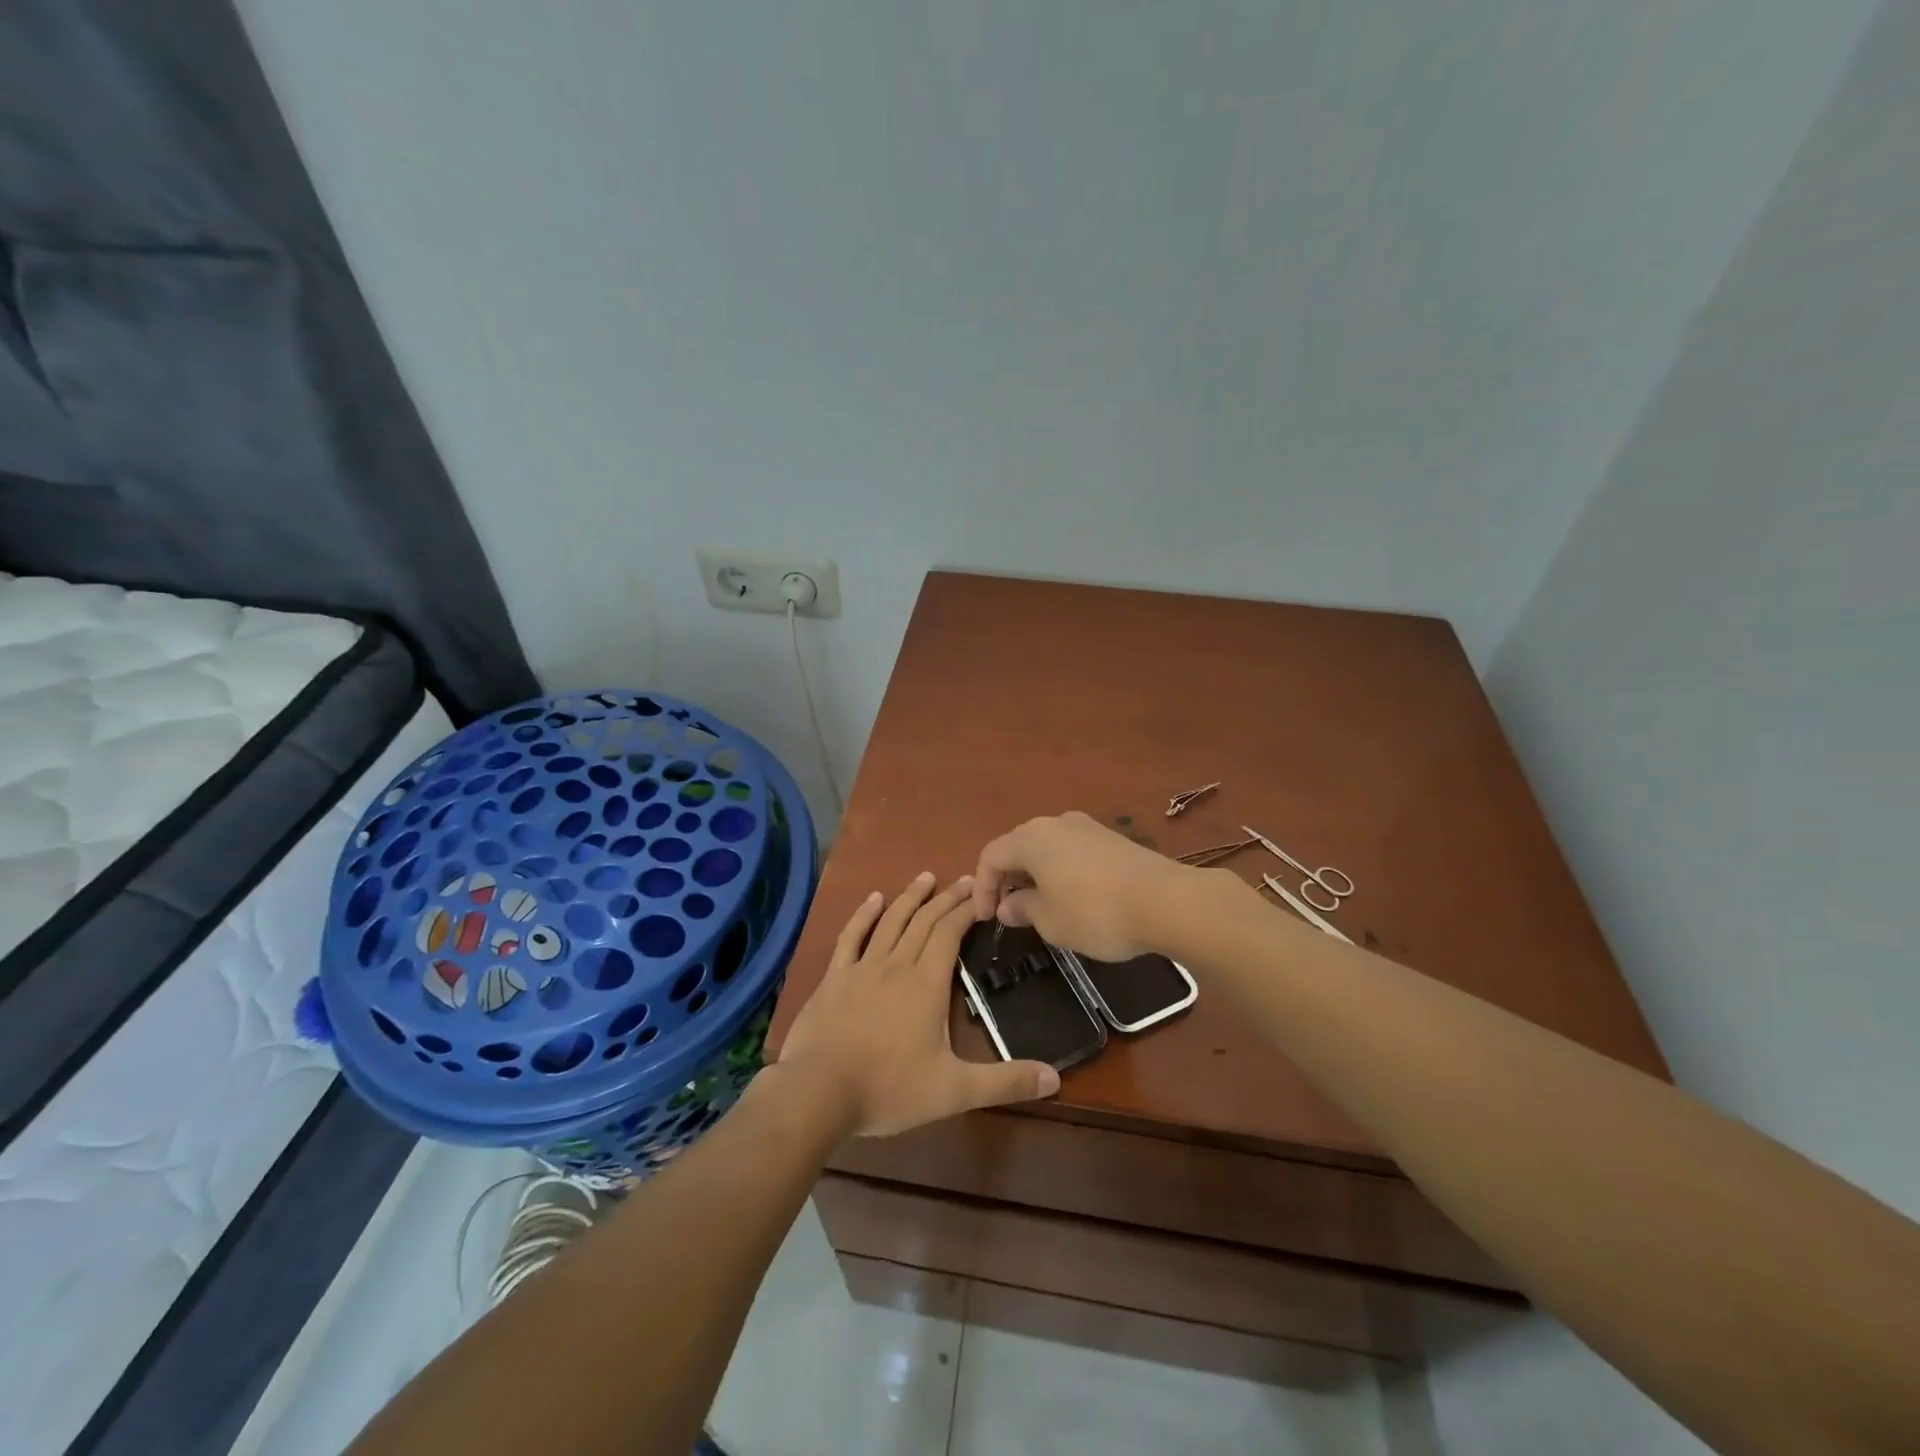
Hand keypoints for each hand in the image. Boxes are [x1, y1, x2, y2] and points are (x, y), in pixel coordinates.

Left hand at [777, 871, 1060, 1138]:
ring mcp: (862, 968)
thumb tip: (1055, 1078)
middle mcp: (897, 964)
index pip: (950, 933)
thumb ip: (1004, 1082)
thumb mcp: (954, 1091)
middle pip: (924, 921)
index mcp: (926, 983)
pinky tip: (873, 899)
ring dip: (910, 897)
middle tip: (964, 879)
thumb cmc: (889, 1089)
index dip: (967, 910)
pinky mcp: (835, 978)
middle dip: (946, 898)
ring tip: (926, 878)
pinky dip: (863, 915)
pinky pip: (851, 937)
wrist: (818, 1093)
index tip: (983, 894)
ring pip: (891, 921)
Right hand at [971, 811, 1197, 960]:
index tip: (988, 919)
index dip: (982, 888)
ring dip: (1034, 873)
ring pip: (1046, 846)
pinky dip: (1059, 869)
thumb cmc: (1097, 913)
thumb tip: (1008, 905)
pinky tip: (1071, 895)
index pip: (991, 856)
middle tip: (1009, 910)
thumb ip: (1023, 909)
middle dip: (1006, 877)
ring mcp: (1086, 826)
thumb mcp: (1051, 921)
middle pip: (1017, 845)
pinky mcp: (1110, 837)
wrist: (1167, 901)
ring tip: (1038, 904)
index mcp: (1032, 839)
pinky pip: (1070, 849)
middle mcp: (1055, 823)